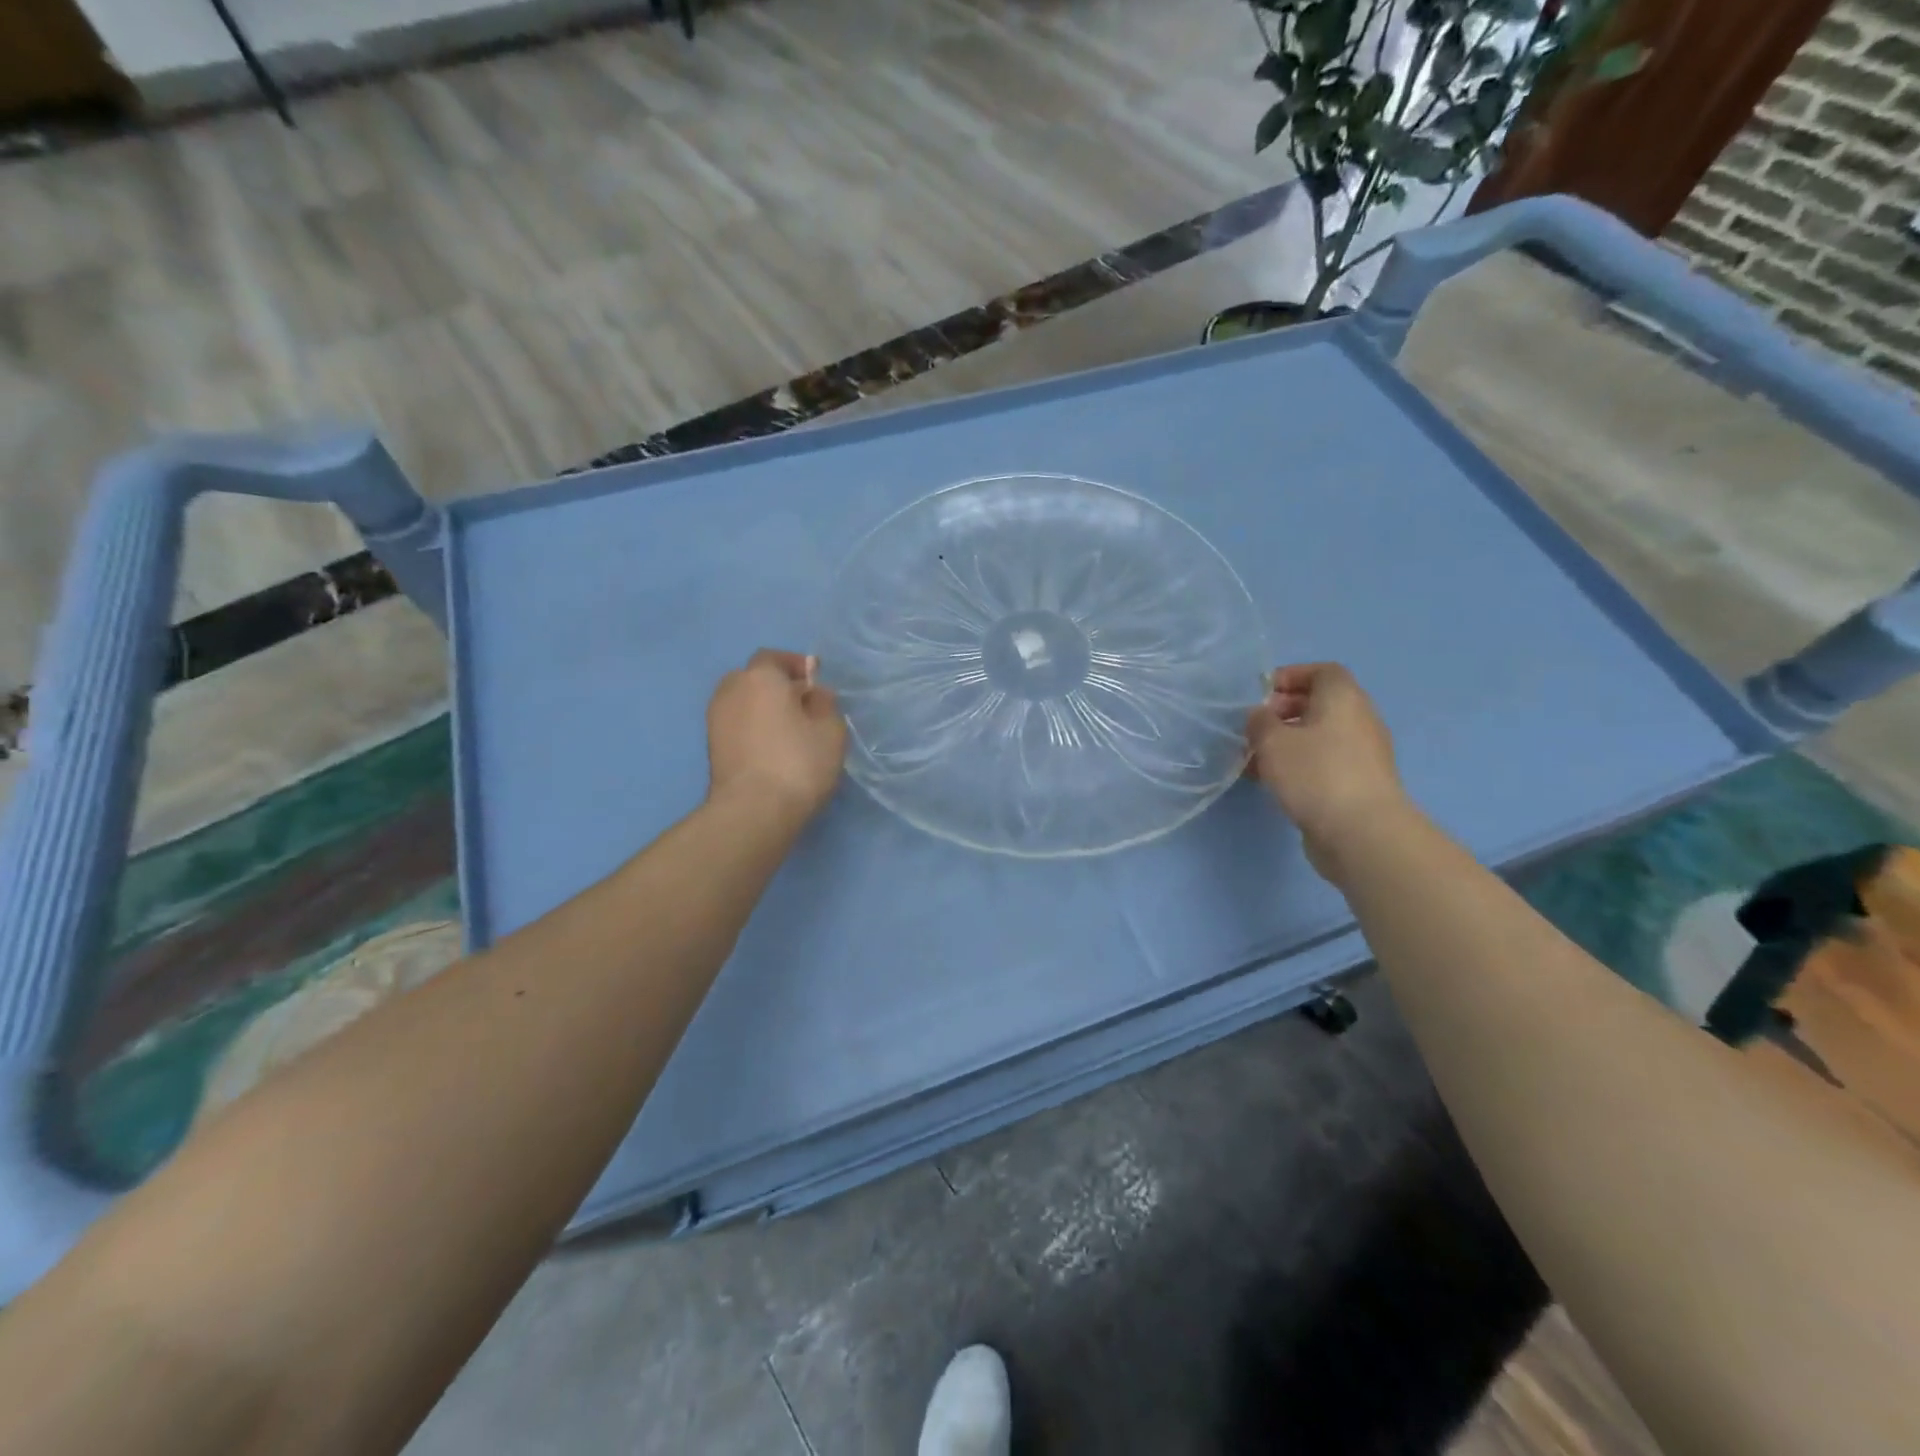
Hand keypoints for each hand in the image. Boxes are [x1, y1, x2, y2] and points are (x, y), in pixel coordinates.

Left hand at [706, 649, 847, 822]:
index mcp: (760, 677)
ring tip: (787, 727)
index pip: (774, 658)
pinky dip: (752, 727)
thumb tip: (812, 694)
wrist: (753, 810)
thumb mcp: (830, 730)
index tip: (815, 677)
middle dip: (775, 684)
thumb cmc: (798, 762)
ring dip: (761, 707)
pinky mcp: (712, 748)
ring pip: (742, 702)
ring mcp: (716, 720)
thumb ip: (824, 704)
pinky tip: (772, 746)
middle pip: (753, 678)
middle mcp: (731, 690)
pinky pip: (736, 725)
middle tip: (801, 702)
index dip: (795, 665)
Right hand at [1245, 662, 1410, 882]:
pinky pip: (1323, 762)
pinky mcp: (1358, 784)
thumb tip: (1260, 716)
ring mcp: (1362, 754)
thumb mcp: (1272, 741)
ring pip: (1318, 737)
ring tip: (1255, 759)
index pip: (1322, 671)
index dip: (1290, 676)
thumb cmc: (1315, 773)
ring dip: (1287, 742)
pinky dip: (1299, 765)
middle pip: (1319, 704)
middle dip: (1283, 712)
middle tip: (1253, 728)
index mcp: (1343, 698)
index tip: (1260, 694)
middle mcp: (1359, 720)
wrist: (1361, 832)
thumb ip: (1259, 721)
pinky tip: (1273, 782)